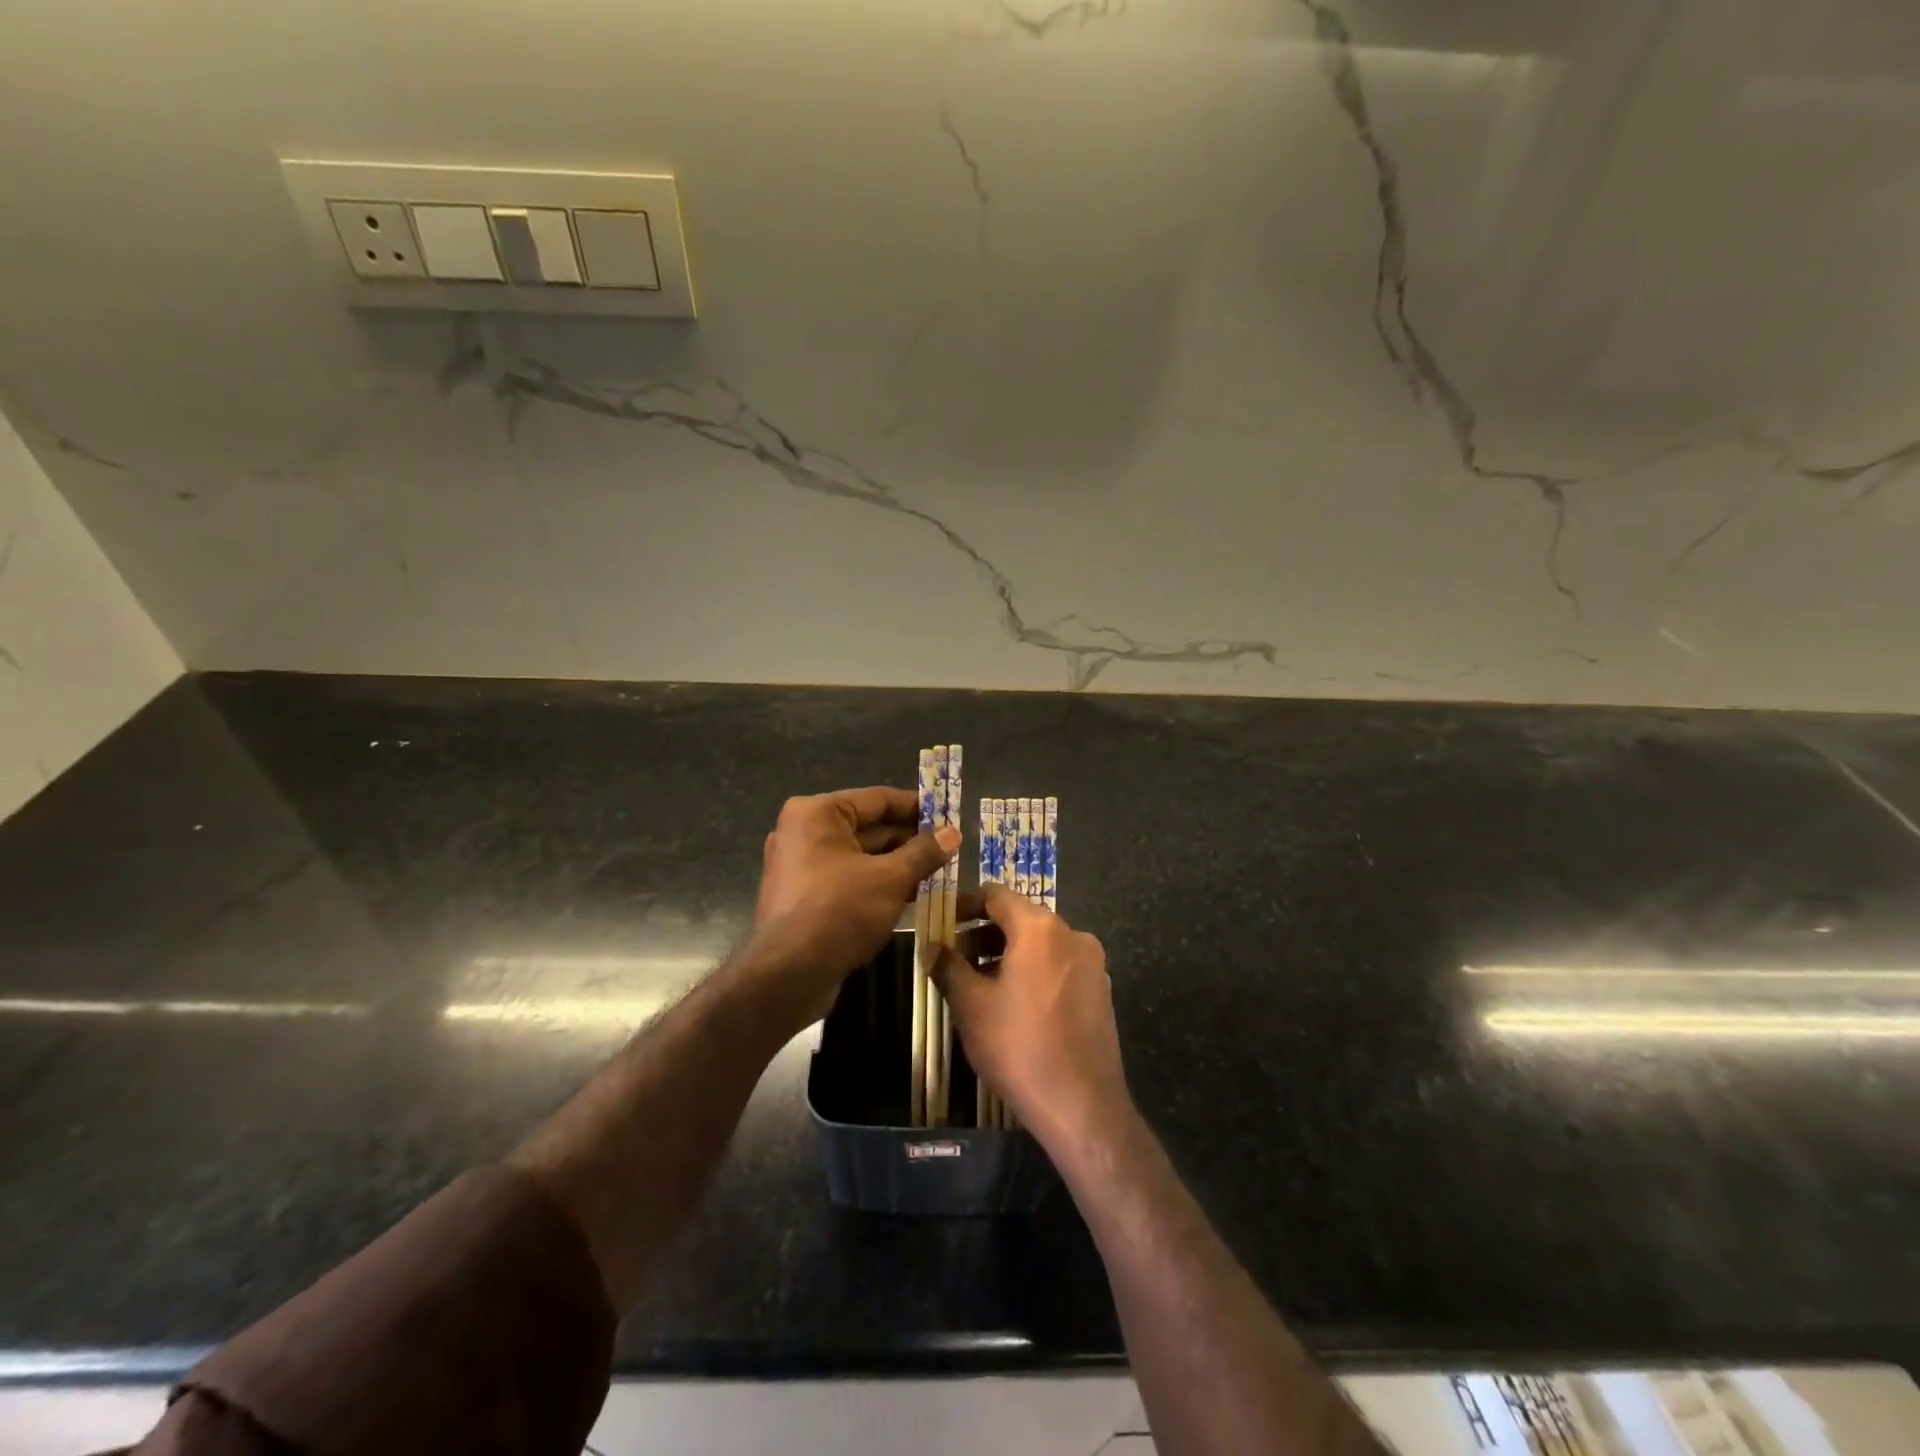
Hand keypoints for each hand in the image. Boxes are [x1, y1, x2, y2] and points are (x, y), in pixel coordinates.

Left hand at [744, 787, 957, 1020]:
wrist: (787, 976)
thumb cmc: (839, 912)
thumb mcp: (890, 878)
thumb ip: (923, 852)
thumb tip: (953, 833)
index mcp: (817, 814)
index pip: (877, 799)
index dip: (917, 806)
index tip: (950, 814)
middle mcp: (804, 832)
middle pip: (869, 827)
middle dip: (911, 839)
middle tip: (951, 847)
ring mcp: (801, 866)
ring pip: (861, 857)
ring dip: (899, 864)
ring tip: (941, 871)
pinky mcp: (806, 897)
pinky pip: (850, 879)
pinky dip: (879, 883)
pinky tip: (914, 894)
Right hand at [934, 885, 1131, 1145]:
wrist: (1082, 1105)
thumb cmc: (1019, 1045)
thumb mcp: (971, 1005)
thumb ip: (948, 966)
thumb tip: (933, 947)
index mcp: (1040, 928)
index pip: (996, 896)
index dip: (965, 904)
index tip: (942, 921)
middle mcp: (1072, 934)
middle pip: (1020, 919)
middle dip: (983, 934)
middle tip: (954, 959)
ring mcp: (1092, 964)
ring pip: (1040, 945)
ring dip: (1007, 955)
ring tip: (979, 985)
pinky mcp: (1101, 991)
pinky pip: (1059, 966)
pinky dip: (1032, 972)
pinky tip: (1013, 1005)